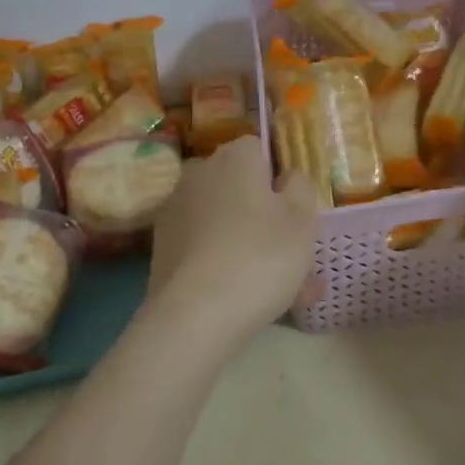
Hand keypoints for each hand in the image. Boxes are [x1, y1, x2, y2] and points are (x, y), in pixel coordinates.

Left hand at [146, 135, 317, 351]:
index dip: (278, 179)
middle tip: (291, 258)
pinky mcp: (162, 243)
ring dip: (246, 242)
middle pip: (239, 186)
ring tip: (275, 289)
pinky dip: (221, 261)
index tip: (294, 214)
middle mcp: (200, 171)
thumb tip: (286, 176)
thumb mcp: (302, 220)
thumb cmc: (259, 257)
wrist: (194, 314)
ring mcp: (176, 207)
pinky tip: (240, 296)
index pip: (260, 150)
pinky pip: (203, 243)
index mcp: (235, 156)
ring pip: (224, 219)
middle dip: (264, 215)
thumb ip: (300, 187)